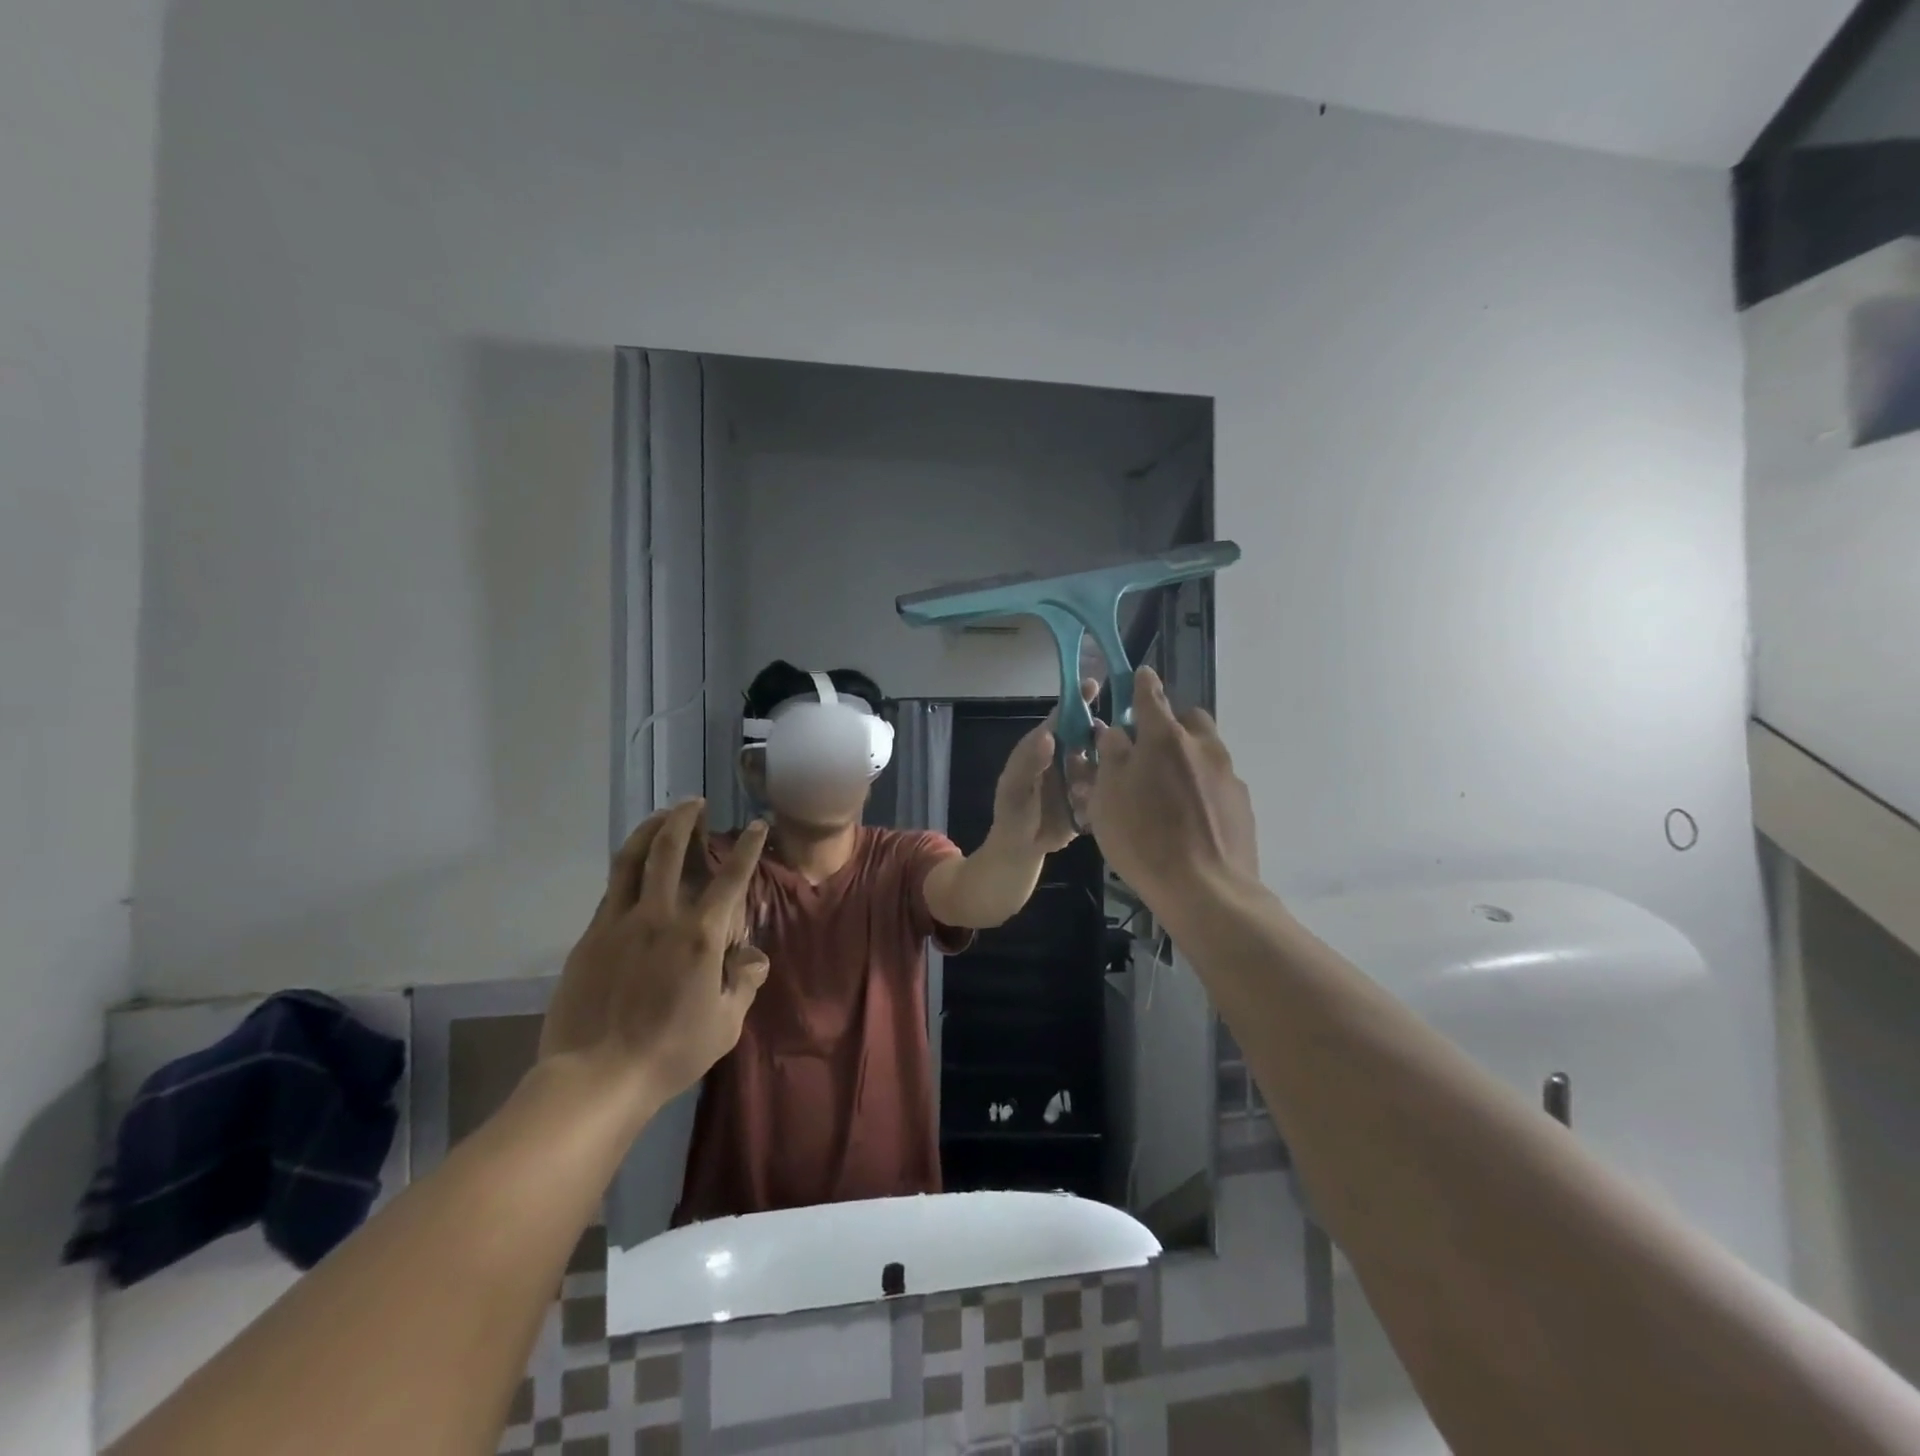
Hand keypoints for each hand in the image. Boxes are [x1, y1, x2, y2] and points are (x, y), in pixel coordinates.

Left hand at [541, 800, 770, 1114]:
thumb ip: (744, 982)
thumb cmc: (670, 1053)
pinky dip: (627, 870)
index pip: (731, 878)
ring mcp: (619, 923)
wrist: (595, 1078)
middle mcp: (660, 916)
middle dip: (684, 818)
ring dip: (649, 830)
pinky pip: (611, 891)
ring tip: (661, 817)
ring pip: (630, 859)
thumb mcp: (726, 1024)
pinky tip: (633, 872)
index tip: (756, 825)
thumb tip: (754, 956)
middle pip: (668, 849)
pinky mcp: (590, 937)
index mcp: (700, 935)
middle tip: (694, 803)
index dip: (747, 847)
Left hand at [990, 677, 1100, 854]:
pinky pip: (1107, 790)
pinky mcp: (1093, 798)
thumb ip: (1029, 763)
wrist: (1022, 850)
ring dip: (1099, 773)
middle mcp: (1066, 756)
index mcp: (1044, 747)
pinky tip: (1085, 812)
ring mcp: (1082, 777)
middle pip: (1090, 736)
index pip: (1063, 717)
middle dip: (1100, 738)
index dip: (1078, 700)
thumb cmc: (1013, 814)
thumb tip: (1049, 734)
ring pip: (1103, 762)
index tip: (1094, 683)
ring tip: (1079, 793)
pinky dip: (1102, 797)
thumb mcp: (1015, 790)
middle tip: (1104, 748)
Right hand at [1086, 667, 1258, 906]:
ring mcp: (1228, 774)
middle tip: (1150, 751)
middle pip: (1189, 719)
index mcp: (1164, 738)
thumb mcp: (1107, 798)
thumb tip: (1116, 733)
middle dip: (1171, 724)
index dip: (1142, 684)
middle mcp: (1202, 746)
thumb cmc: (1144, 839)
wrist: (1207, 889)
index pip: (1151, 695)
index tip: (1140, 675)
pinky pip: (1218, 782)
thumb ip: (1111, 757)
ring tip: (1168, 793)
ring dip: (1188, 758)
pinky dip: (1202, 788)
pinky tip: (1190, 819)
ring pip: (1206, 751)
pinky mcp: (1242, 803)